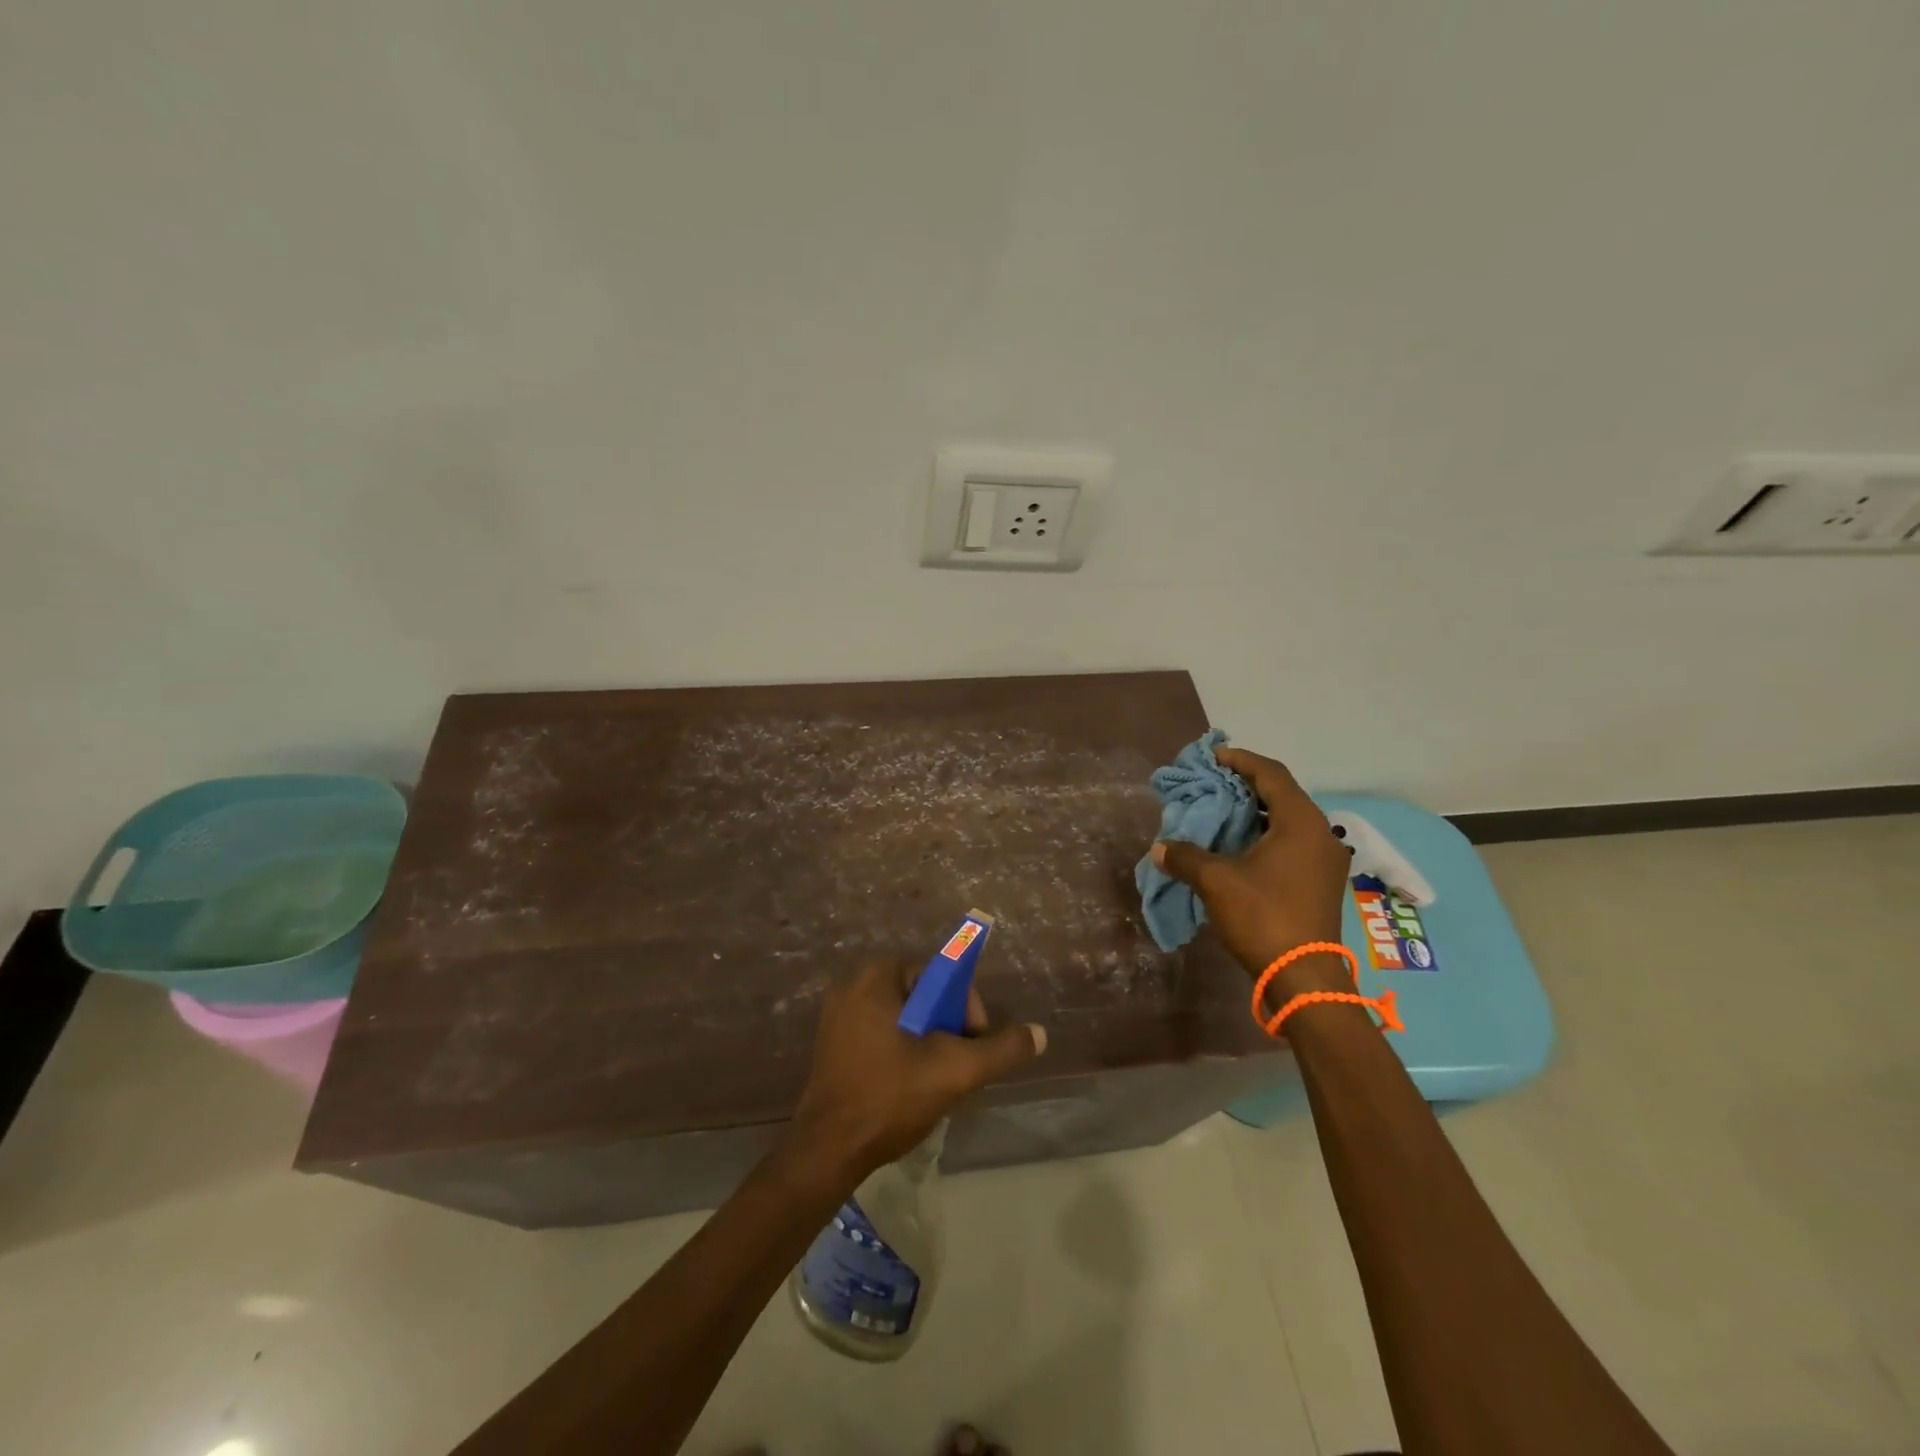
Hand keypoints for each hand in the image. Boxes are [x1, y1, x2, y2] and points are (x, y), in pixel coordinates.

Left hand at [785, 962, 1045, 1183]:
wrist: (828, 1151)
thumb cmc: (890, 1096)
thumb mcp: (955, 1070)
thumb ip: (1001, 1049)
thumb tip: (1039, 1034)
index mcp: (875, 977)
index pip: (939, 975)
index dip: (964, 1006)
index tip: (972, 1042)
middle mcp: (852, 986)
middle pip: (922, 996)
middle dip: (947, 1027)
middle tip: (958, 1064)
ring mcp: (837, 1016)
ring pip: (904, 1018)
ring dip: (927, 1042)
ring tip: (937, 1079)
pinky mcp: (832, 1045)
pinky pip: (881, 1033)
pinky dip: (902, 1051)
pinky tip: (909, 1087)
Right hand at [1152, 747, 1353, 1002]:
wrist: (1303, 977)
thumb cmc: (1263, 917)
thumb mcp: (1216, 882)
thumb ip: (1186, 857)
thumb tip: (1160, 847)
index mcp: (1301, 822)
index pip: (1271, 774)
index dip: (1240, 760)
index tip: (1213, 757)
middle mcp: (1320, 834)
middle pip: (1282, 794)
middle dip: (1246, 785)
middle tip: (1213, 783)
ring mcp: (1324, 860)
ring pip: (1288, 819)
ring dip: (1255, 811)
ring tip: (1222, 811)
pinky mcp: (1320, 881)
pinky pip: (1292, 841)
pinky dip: (1265, 833)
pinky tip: (1239, 845)